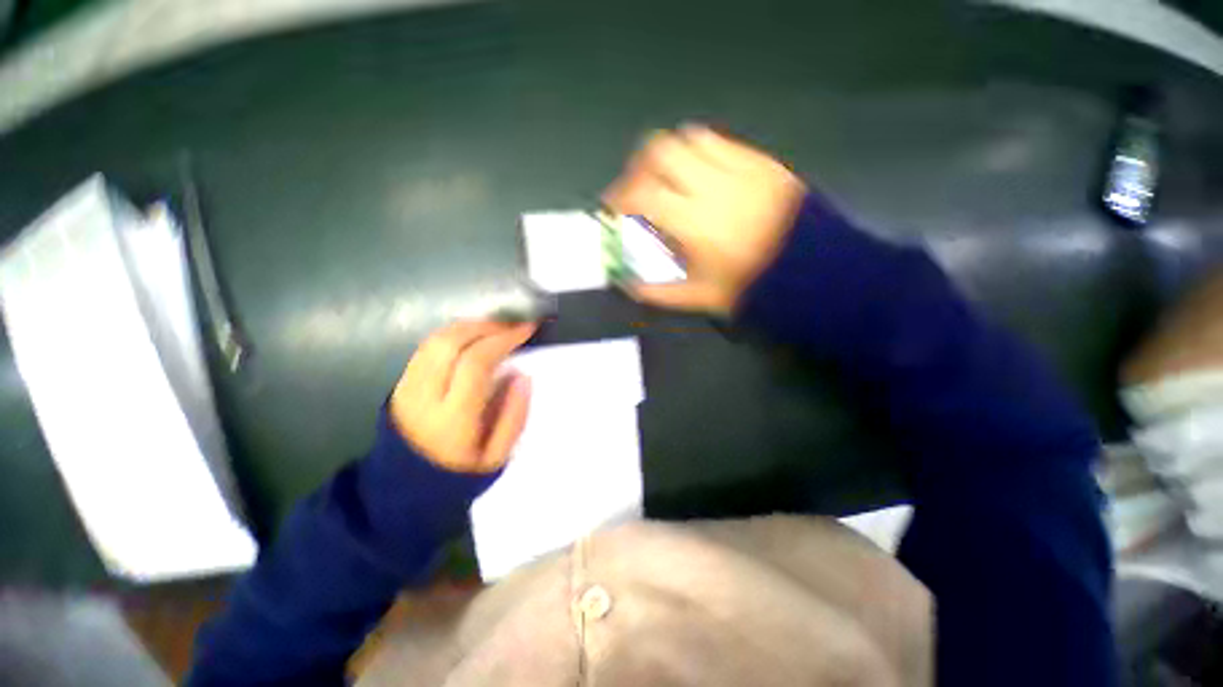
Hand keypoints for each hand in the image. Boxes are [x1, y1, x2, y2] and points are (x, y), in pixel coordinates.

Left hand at [390, 320, 536, 473]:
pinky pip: (426, 347)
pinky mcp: (399, 384)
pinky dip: (453, 334)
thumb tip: (523, 375)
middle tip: (513, 323)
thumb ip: (514, 416)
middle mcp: (423, 396)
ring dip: (470, 326)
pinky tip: (472, 337)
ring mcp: (406, 388)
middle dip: (487, 326)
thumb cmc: (458, 475)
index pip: (476, 363)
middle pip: (451, 343)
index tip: (528, 328)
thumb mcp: (497, 458)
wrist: (401, 492)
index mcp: (452, 418)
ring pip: (435, 340)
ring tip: (497, 327)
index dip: (503, 339)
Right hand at [603, 125, 806, 314]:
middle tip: (637, 187)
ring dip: (670, 156)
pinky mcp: (760, 162)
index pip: (642, 193)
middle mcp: (712, 185)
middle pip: (661, 150)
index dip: (619, 196)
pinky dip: (699, 153)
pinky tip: (701, 175)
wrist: (813, 268)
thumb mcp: (702, 297)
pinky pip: (720, 143)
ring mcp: (739, 168)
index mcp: (695, 221)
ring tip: (668, 178)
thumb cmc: (752, 286)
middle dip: (639, 166)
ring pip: (690, 138)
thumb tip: (631, 287)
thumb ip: (661, 293)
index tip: (612, 207)